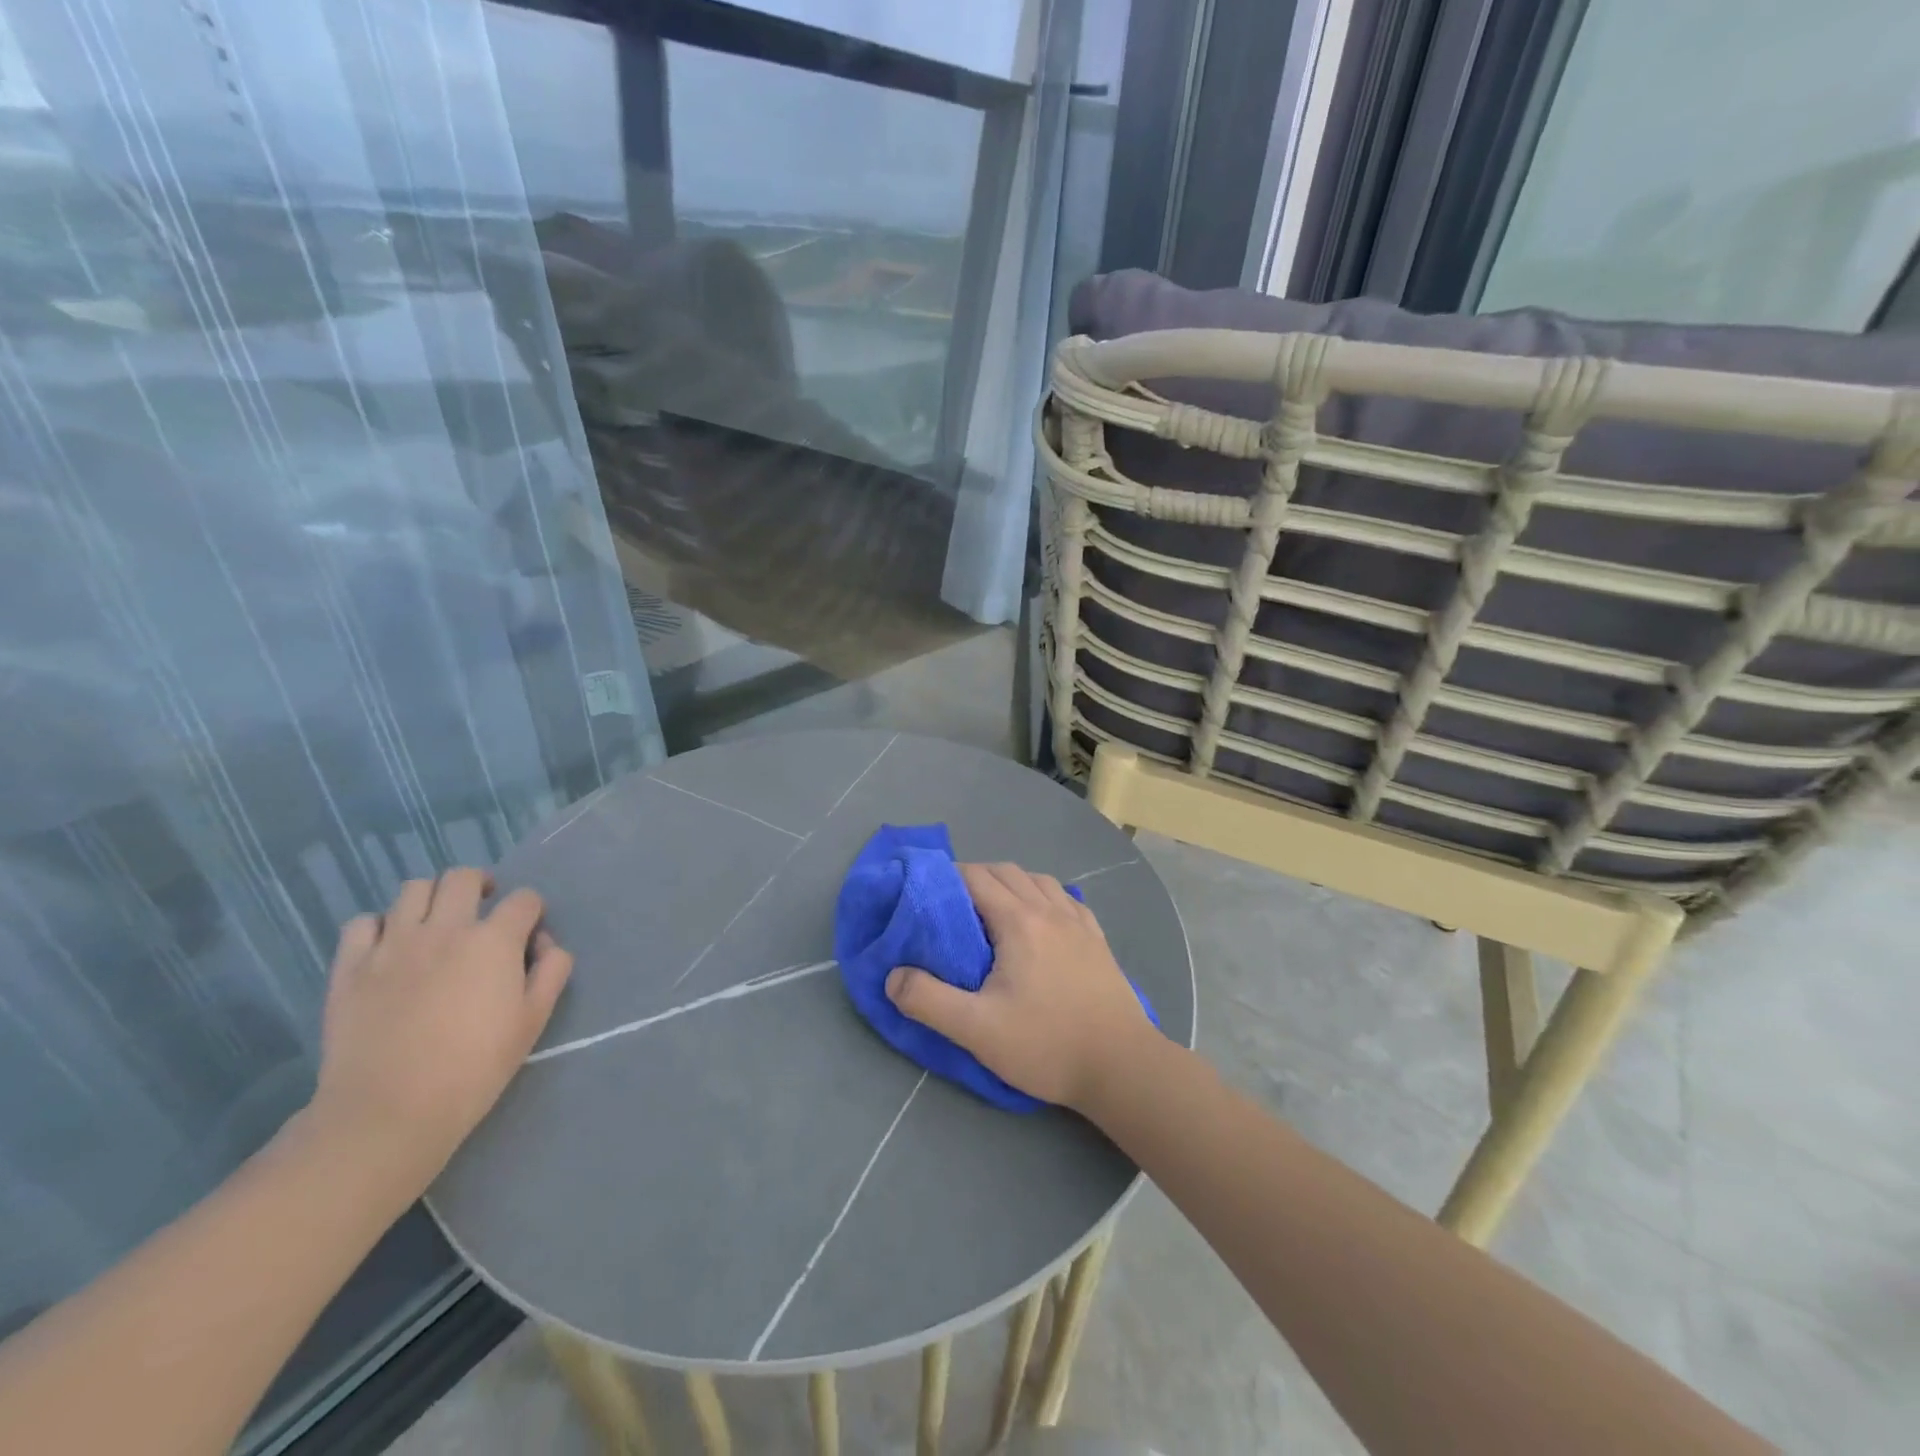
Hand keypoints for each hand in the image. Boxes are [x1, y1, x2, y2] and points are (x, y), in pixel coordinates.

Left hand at [307, 870, 572, 1185]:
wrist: (389, 1111)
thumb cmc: (475, 1066)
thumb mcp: (534, 1020)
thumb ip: (551, 971)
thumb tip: (546, 944)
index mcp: (494, 940)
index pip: (524, 899)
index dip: (532, 912)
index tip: (529, 934)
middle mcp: (444, 928)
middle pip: (463, 877)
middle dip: (481, 886)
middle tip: (482, 912)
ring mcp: (392, 944)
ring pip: (413, 889)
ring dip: (432, 899)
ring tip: (436, 924)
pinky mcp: (350, 967)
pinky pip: (362, 923)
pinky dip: (379, 926)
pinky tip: (389, 948)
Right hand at [886, 862, 1155, 1110]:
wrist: (1122, 1066)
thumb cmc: (1046, 1044)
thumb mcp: (977, 1030)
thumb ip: (928, 1000)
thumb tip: (893, 977)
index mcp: (1019, 921)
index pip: (976, 877)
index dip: (947, 876)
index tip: (925, 891)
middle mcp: (1050, 910)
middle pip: (1006, 872)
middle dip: (975, 877)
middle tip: (951, 905)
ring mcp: (1078, 922)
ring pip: (1038, 880)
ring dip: (1010, 883)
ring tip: (992, 910)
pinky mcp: (1097, 939)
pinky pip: (1066, 899)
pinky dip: (1044, 896)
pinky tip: (1041, 918)